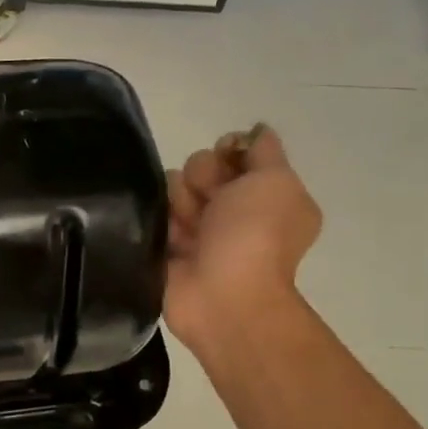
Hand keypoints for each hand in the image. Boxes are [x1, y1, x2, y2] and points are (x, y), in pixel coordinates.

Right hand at [163, 124, 321, 350]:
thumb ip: (263, 150)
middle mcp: (233, 209)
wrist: (223, 296)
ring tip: (187, 229)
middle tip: (211, 205)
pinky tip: (170, 239)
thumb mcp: (275, 180)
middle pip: (200, 166)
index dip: (229, 151)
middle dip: (202, 179)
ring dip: (178, 202)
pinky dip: (158, 222)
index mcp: (266, 193)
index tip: (231, 164)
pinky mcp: (166, 245)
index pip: (235, 151)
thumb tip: (254, 132)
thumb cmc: (255, 235)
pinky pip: (152, 214)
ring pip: (172, 187)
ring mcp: (198, 229)